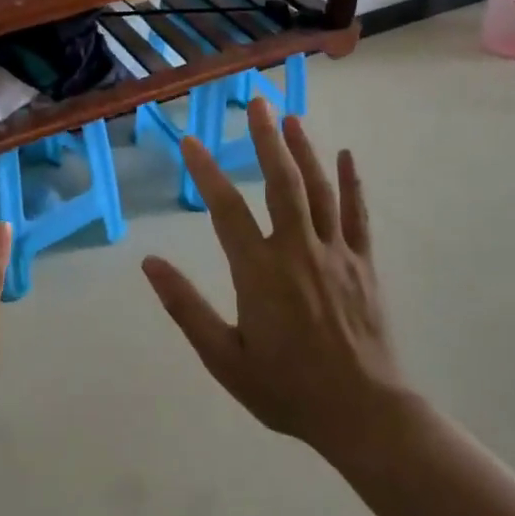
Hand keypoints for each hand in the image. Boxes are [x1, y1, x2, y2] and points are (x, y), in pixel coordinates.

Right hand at [142, 98, 409, 461]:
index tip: (190, 141)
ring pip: (319, 190)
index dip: (205, 172)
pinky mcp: (364, 264)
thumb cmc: (286, 389)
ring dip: (304, 150)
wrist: (362, 413)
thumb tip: (150, 263)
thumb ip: (186, 308)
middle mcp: (298, 251)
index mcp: (260, 272)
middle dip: (266, 139)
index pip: (226, 209)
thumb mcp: (224, 358)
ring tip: (289, 116)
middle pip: (281, 182)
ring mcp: (336, 253)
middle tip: (255, 102)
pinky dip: (353, 183)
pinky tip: (346, 154)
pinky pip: (358, 215)